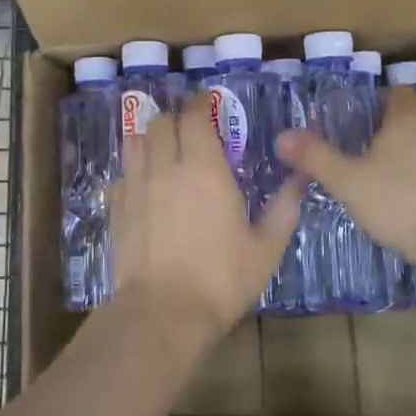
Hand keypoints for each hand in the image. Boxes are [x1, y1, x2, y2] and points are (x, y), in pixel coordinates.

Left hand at [108, 101, 299, 341]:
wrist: (162, 312)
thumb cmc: (221, 279)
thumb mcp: (266, 248)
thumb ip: (283, 209)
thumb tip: (300, 180)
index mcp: (204, 169)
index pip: (194, 116)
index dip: (200, 103)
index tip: (208, 102)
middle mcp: (165, 167)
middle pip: (160, 122)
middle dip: (175, 118)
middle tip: (190, 130)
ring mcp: (135, 187)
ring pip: (135, 142)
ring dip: (150, 138)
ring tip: (164, 150)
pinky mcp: (115, 209)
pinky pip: (121, 175)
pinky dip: (133, 171)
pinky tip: (143, 187)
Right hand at [276, 87, 415, 271]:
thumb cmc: (398, 203)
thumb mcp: (347, 181)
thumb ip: (315, 157)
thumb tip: (282, 136)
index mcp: (407, 119)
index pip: (398, 93)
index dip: (381, 101)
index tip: (363, 118)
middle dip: (397, 124)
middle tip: (371, 143)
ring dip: (415, 148)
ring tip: (390, 169)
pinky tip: (413, 193)